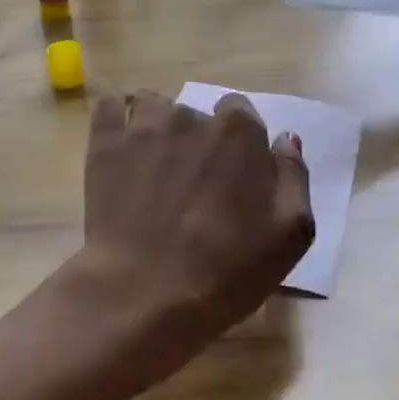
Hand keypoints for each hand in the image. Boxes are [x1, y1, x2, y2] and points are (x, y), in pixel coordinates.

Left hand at [81, 90, 314, 342]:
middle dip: (196, 141)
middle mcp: (192, 116)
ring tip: (152, 167)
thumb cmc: (228, 269)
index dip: (236, 143)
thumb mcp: (292, 233)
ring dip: (156, 126)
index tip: (230, 175)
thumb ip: (294, 176)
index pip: (241, 112)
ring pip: (153, 106)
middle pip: (196, 114)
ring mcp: (143, 127)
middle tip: (191, 186)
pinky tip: (119, 142)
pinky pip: (108, 106)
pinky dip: (115, 117)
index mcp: (240, 132)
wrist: (147, 293)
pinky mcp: (104, 144)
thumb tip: (284, 139)